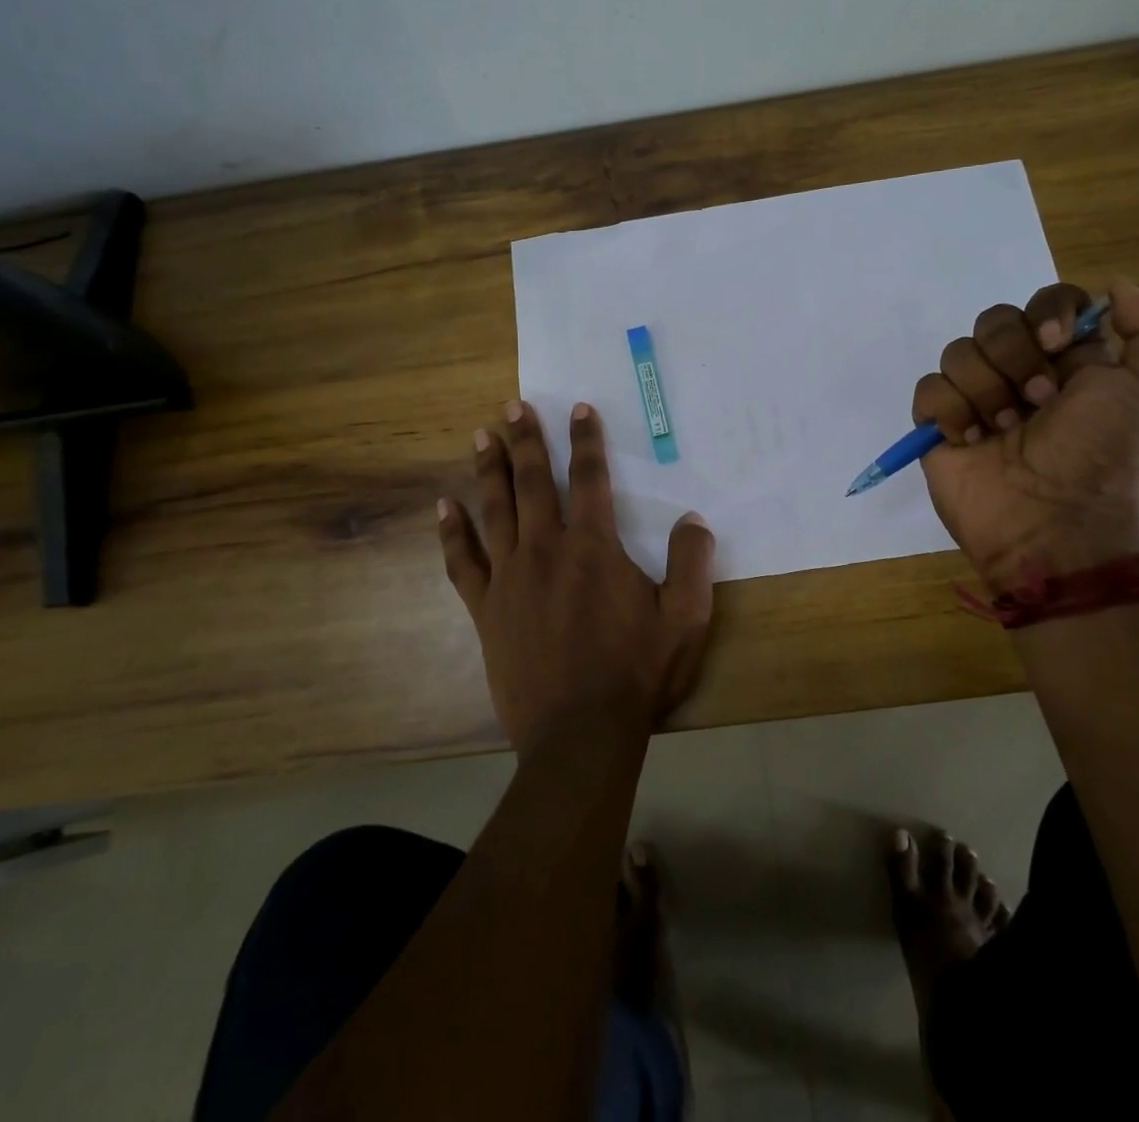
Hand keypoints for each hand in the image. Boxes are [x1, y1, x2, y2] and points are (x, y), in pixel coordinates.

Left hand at [438, 400, 716, 752]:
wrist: (580, 733)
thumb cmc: (635, 673)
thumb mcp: (684, 620)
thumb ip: (691, 564)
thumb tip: (694, 520)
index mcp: (593, 547)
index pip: (589, 477)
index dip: (585, 439)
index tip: (577, 408)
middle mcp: (546, 550)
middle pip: (532, 482)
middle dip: (525, 440)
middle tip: (513, 406)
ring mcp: (509, 578)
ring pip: (495, 510)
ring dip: (488, 469)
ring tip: (480, 435)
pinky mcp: (485, 609)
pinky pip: (462, 562)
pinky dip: (452, 533)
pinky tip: (443, 507)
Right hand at [911, 279, 1138, 589]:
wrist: (1053, 520)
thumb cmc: (1102, 455)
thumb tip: (1119, 287)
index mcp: (1067, 358)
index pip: (1048, 301)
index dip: (1049, 313)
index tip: (1058, 344)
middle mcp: (1018, 370)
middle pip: (995, 320)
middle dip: (1015, 358)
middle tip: (1038, 402)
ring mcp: (974, 396)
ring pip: (958, 352)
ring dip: (986, 391)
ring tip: (1004, 431)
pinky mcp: (938, 424)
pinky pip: (929, 389)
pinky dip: (951, 412)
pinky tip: (971, 440)